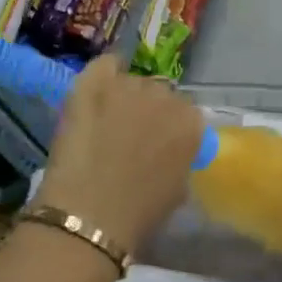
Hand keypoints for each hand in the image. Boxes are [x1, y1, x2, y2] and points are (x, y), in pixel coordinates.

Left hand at [33, 54, 202, 254]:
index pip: (186, 112)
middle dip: (149, 110)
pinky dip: (104, 73)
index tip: (159, 143)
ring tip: (108, 119)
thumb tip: (171, 149)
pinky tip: (98, 90)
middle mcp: (164, 95)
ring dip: (124, 96)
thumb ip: (181, 157)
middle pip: (159, 92)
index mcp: (191, 122)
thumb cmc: (140, 212)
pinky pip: (103, 65)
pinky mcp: (91, 85)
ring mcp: (127, 86)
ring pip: (130, 81)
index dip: (171, 127)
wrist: (90, 215)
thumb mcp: (179, 187)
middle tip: (132, 134)